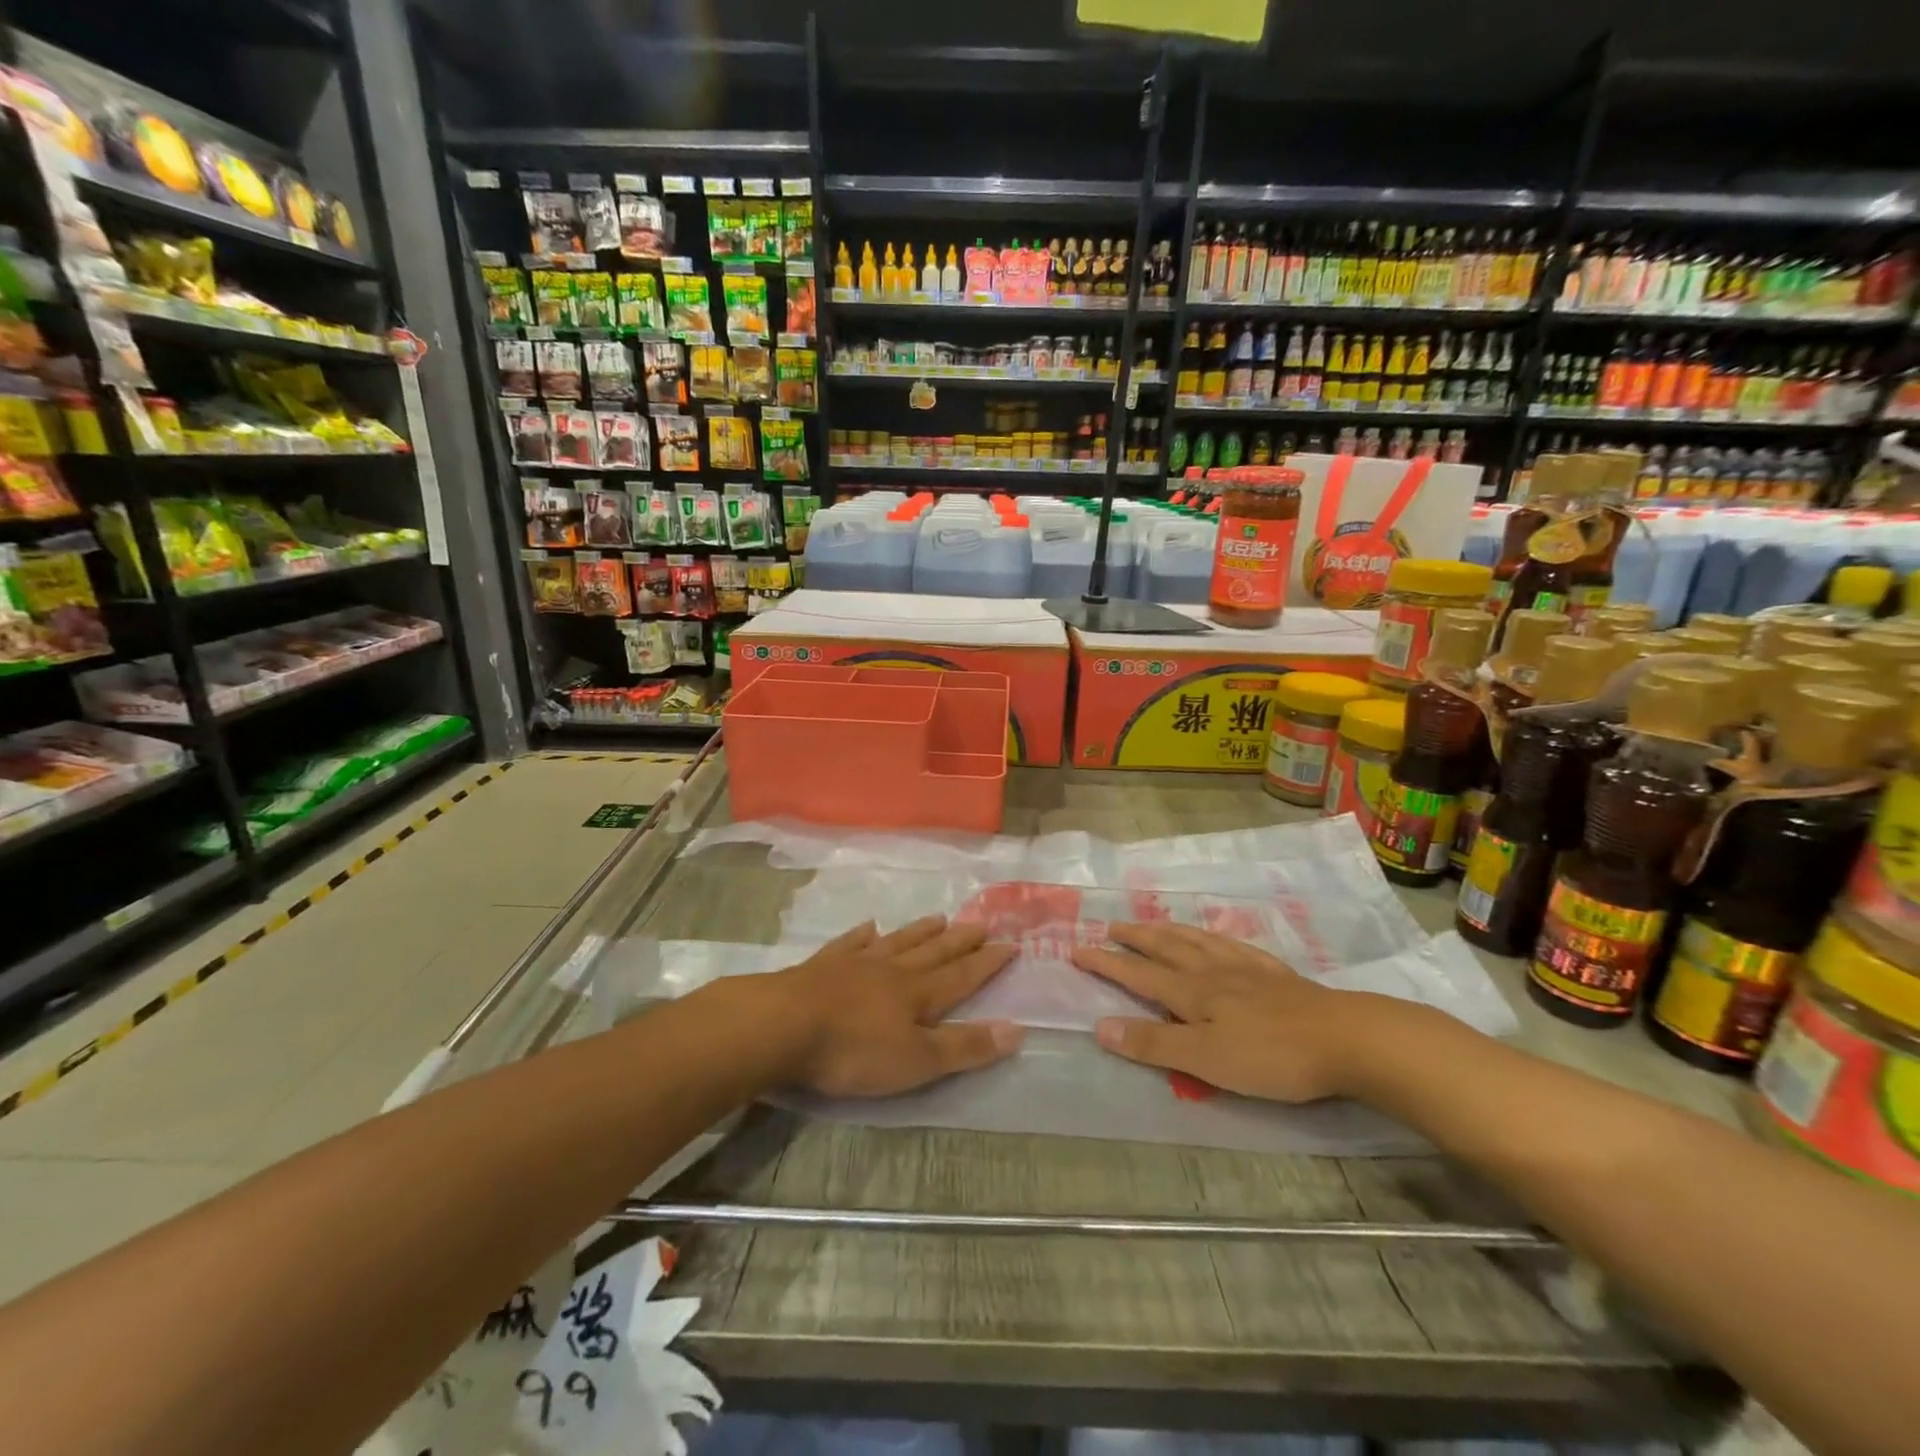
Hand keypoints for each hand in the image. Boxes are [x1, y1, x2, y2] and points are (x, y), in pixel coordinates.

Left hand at [773, 917, 1024, 1097]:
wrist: (783, 1025)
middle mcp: (892, 971)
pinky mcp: (823, 966)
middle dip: (960, 941)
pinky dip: (863, 935)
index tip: (1010, 944)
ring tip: (939, 918)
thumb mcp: (916, 1061)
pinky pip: (851, 944)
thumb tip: (1019, 1029)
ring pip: (897, 943)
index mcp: (918, 995)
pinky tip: (870, 926)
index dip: (987, 963)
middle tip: (982, 924)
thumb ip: (965, 1047)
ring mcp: (856, 964)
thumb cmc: (853, 1050)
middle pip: (933, 952)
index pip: (962, 976)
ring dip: (920, 932)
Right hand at [1072, 923, 1395, 1102]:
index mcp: (1192, 993)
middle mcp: (1213, 972)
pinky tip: (1217, 938)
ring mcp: (1246, 968)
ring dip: (1169, 931)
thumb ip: (1153, 1043)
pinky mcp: (1275, 974)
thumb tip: (1099, 1026)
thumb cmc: (1271, 1056)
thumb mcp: (1205, 1060)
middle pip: (1166, 948)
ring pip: (1197, 941)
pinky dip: (1214, 936)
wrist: (1346, 1039)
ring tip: (1153, 924)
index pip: (1138, 974)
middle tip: (1111, 926)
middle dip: (1135, 939)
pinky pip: (1234, 944)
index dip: (1107, 963)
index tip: (1077, 948)